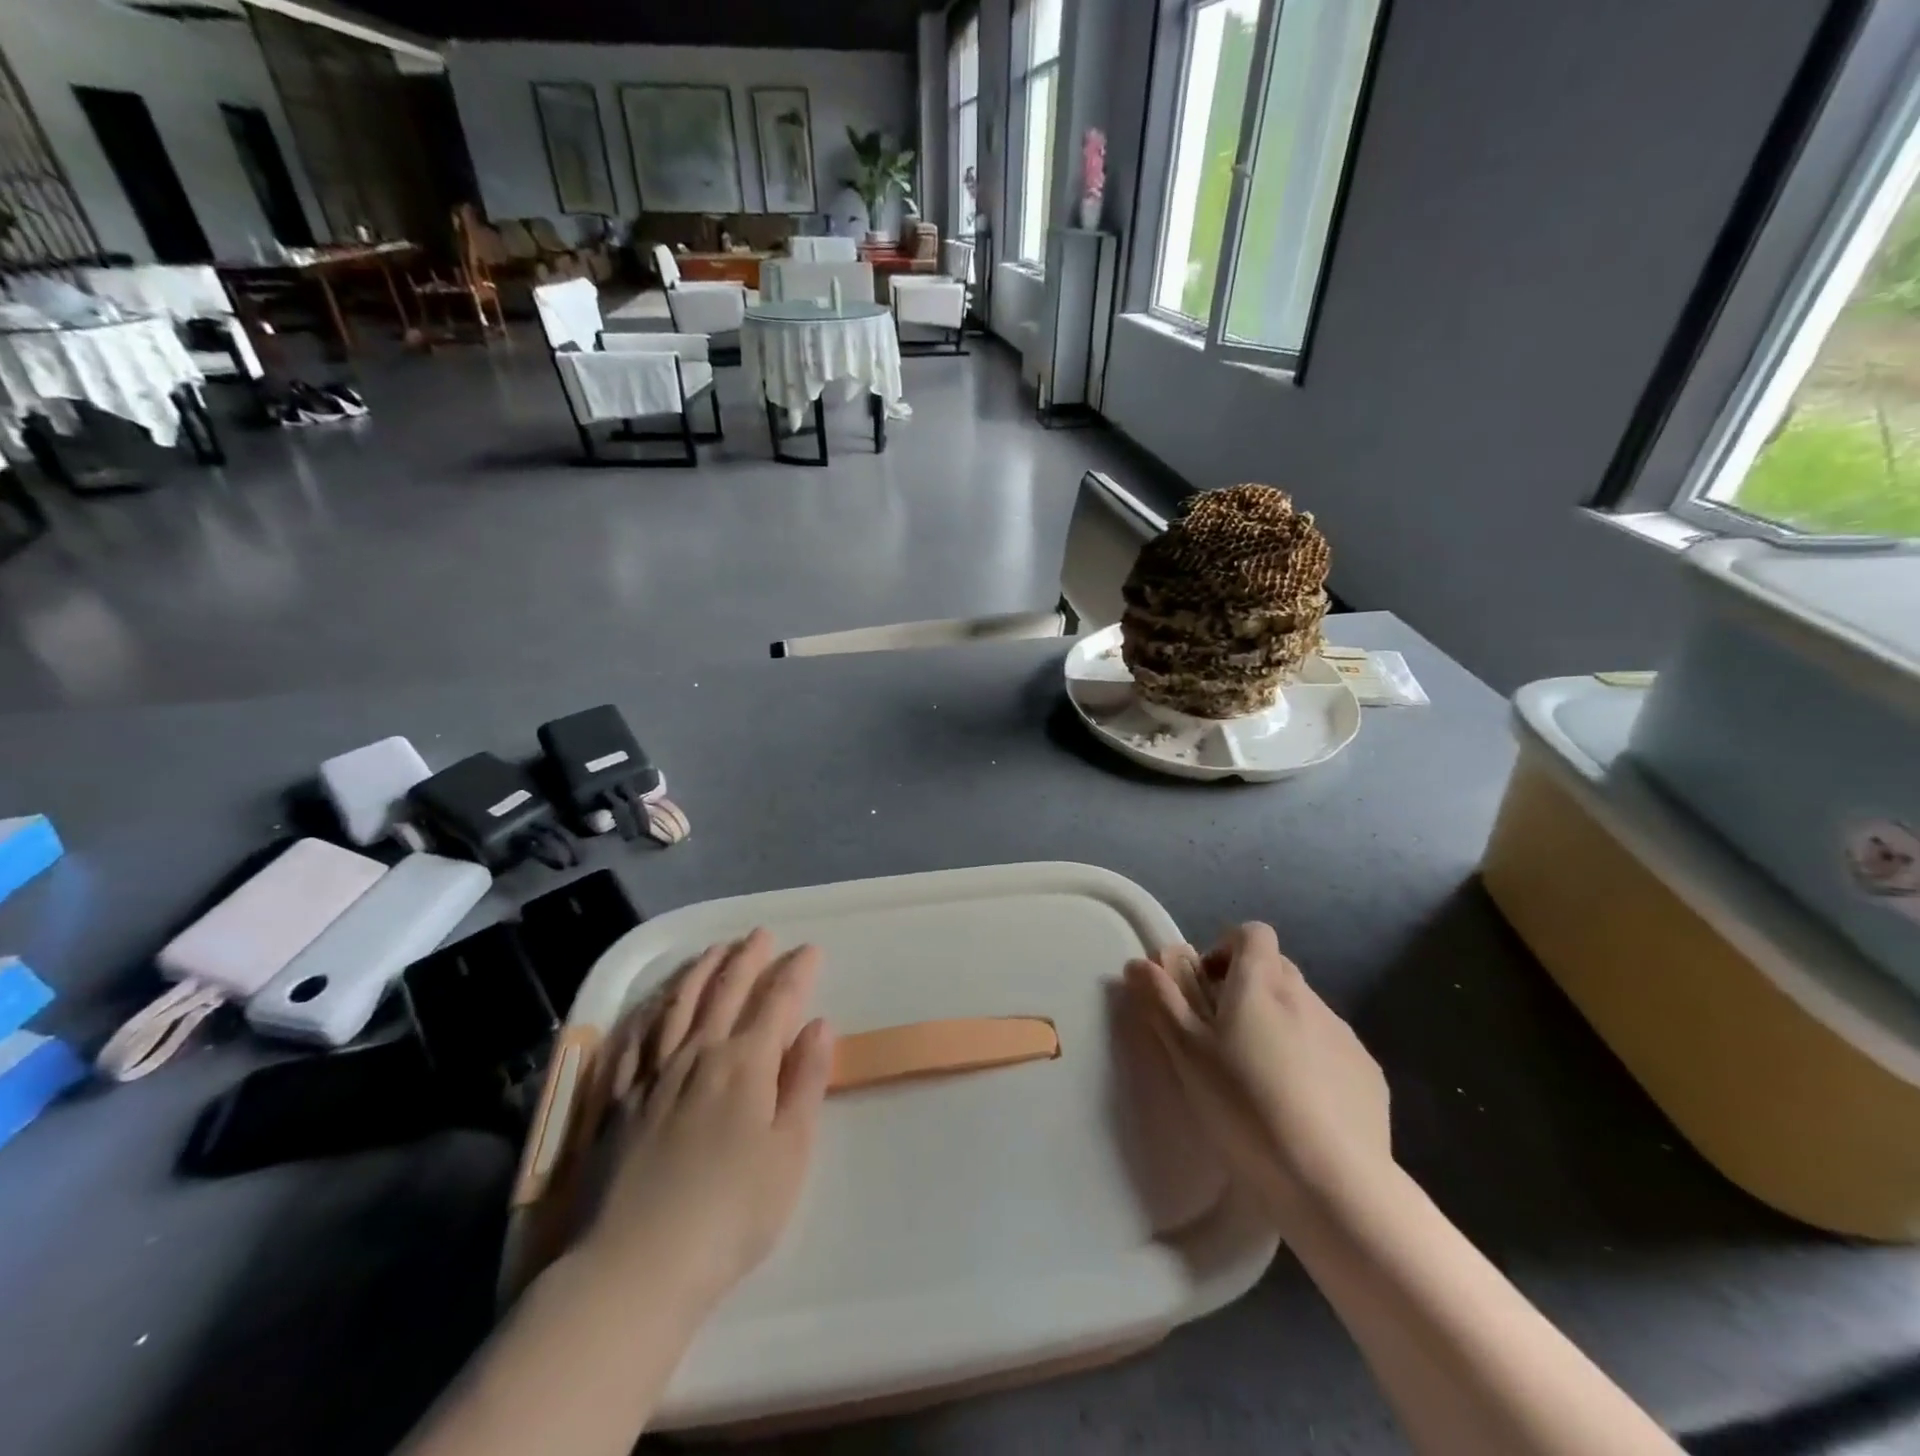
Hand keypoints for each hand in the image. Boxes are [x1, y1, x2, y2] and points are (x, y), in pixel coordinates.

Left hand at [581, 929, 833, 1310]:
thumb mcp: (790, 1153)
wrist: (635, 1268)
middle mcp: (697, 1054)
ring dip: (700, 970)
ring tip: (714, 950)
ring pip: (677, 1004)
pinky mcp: (616, 1100)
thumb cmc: (731, 1216)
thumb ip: (806, 1082)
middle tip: (760, 934)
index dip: (796, 971)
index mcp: (745, 1065)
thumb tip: (819, 1024)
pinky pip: (632, 1038)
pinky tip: (653, 1001)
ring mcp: (652, 1074)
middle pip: (725, 991)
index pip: (777, 1001)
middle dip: (747, 958)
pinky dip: (648, 1009)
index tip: (810, 950)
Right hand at [1125, 922, 1391, 1226]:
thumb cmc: (1245, 1106)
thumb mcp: (1186, 1054)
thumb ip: (1161, 1001)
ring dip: (1279, 1025)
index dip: (1227, 950)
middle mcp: (1306, 995)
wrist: (1333, 1182)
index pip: (1252, 933)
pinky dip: (1311, 1060)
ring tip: (1261, 1078)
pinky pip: (1331, 1048)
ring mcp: (1343, 1034)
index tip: (1207, 988)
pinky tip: (1300, 1106)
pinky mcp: (1368, 1073)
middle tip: (1224, 1036)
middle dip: (1248, 989)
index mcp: (1261, 982)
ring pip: (1303, 1009)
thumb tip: (1138, 963)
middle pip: (1275, 969)